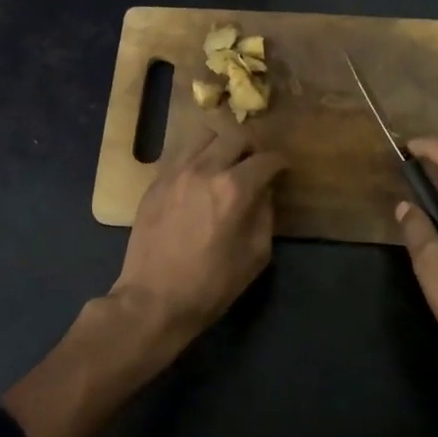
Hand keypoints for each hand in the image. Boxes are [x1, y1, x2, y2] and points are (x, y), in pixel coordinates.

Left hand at [112, 131, 286, 345]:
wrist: (154, 300)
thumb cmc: (211, 285)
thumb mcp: (255, 255)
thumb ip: (265, 215)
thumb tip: (264, 192)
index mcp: (234, 189)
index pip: (266, 159)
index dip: (280, 162)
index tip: (283, 169)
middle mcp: (204, 170)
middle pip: (235, 136)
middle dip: (252, 147)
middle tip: (255, 164)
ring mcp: (175, 173)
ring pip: (203, 136)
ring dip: (221, 145)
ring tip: (224, 164)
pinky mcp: (155, 182)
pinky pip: (179, 154)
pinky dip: (195, 157)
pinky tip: (198, 178)